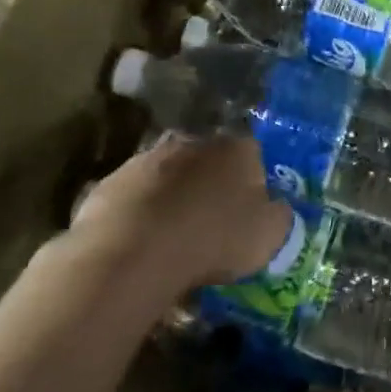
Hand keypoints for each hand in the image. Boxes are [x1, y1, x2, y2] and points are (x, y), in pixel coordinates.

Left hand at [63, 136, 291, 290]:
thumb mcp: (269, 236)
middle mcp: (195, 142)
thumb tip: (277, 208)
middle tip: (213, 222)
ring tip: (175, 237)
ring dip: (175, 197)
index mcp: (237, 149)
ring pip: (171, 175)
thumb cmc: (214, 239)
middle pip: (210, 161)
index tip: (251, 213)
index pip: (254, 156)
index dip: (254, 184)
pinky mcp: (112, 180)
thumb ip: (278, 216)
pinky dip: (143, 213)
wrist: (134, 249)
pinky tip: (143, 243)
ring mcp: (149, 158)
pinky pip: (138, 196)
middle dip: (212, 185)